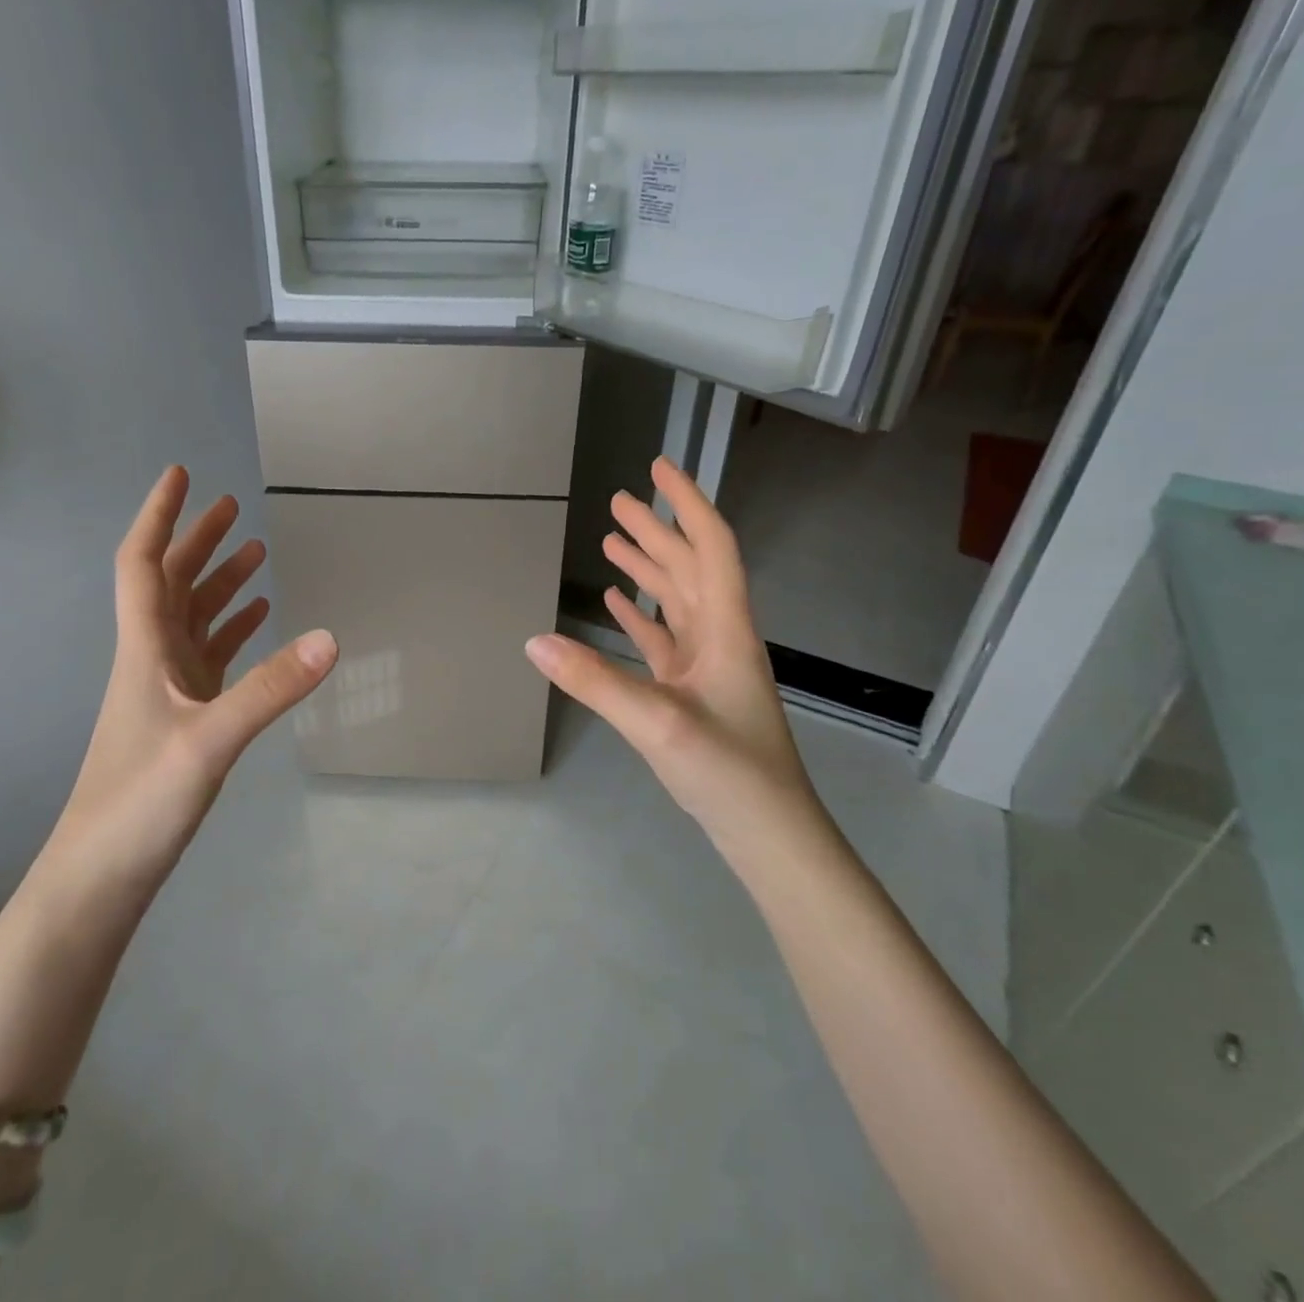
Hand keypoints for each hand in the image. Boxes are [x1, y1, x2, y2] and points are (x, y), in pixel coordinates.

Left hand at [52, 466, 337, 889]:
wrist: (100, 874)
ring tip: (255, 552)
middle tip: (231, 505)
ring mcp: (168, 690)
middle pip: (171, 583)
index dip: (159, 516)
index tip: (180, 474)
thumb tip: (330, 638)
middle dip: (198, 540)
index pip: (144, 564)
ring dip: (220, 583)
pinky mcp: (185, 718)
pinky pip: (210, 657)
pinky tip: (258, 621)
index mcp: (145, 649)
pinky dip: (233, 630)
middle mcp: (152, 660)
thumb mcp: (210, 741)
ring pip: (193, 619)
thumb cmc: (139, 801)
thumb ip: (270, 689)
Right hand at [525, 457, 815, 833]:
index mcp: (726, 629)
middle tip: (619, 500)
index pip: (710, 547)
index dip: (686, 504)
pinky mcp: (694, 692)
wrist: (769, 834)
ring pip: (676, 601)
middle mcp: (720, 638)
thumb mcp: (658, 723)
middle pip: (689, 568)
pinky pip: (665, 639)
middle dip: (656, 530)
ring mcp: (707, 666)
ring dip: (647, 568)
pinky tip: (617, 604)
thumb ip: (595, 681)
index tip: (659, 468)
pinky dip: (641, 615)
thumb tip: (533, 642)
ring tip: (611, 542)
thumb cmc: (728, 772)